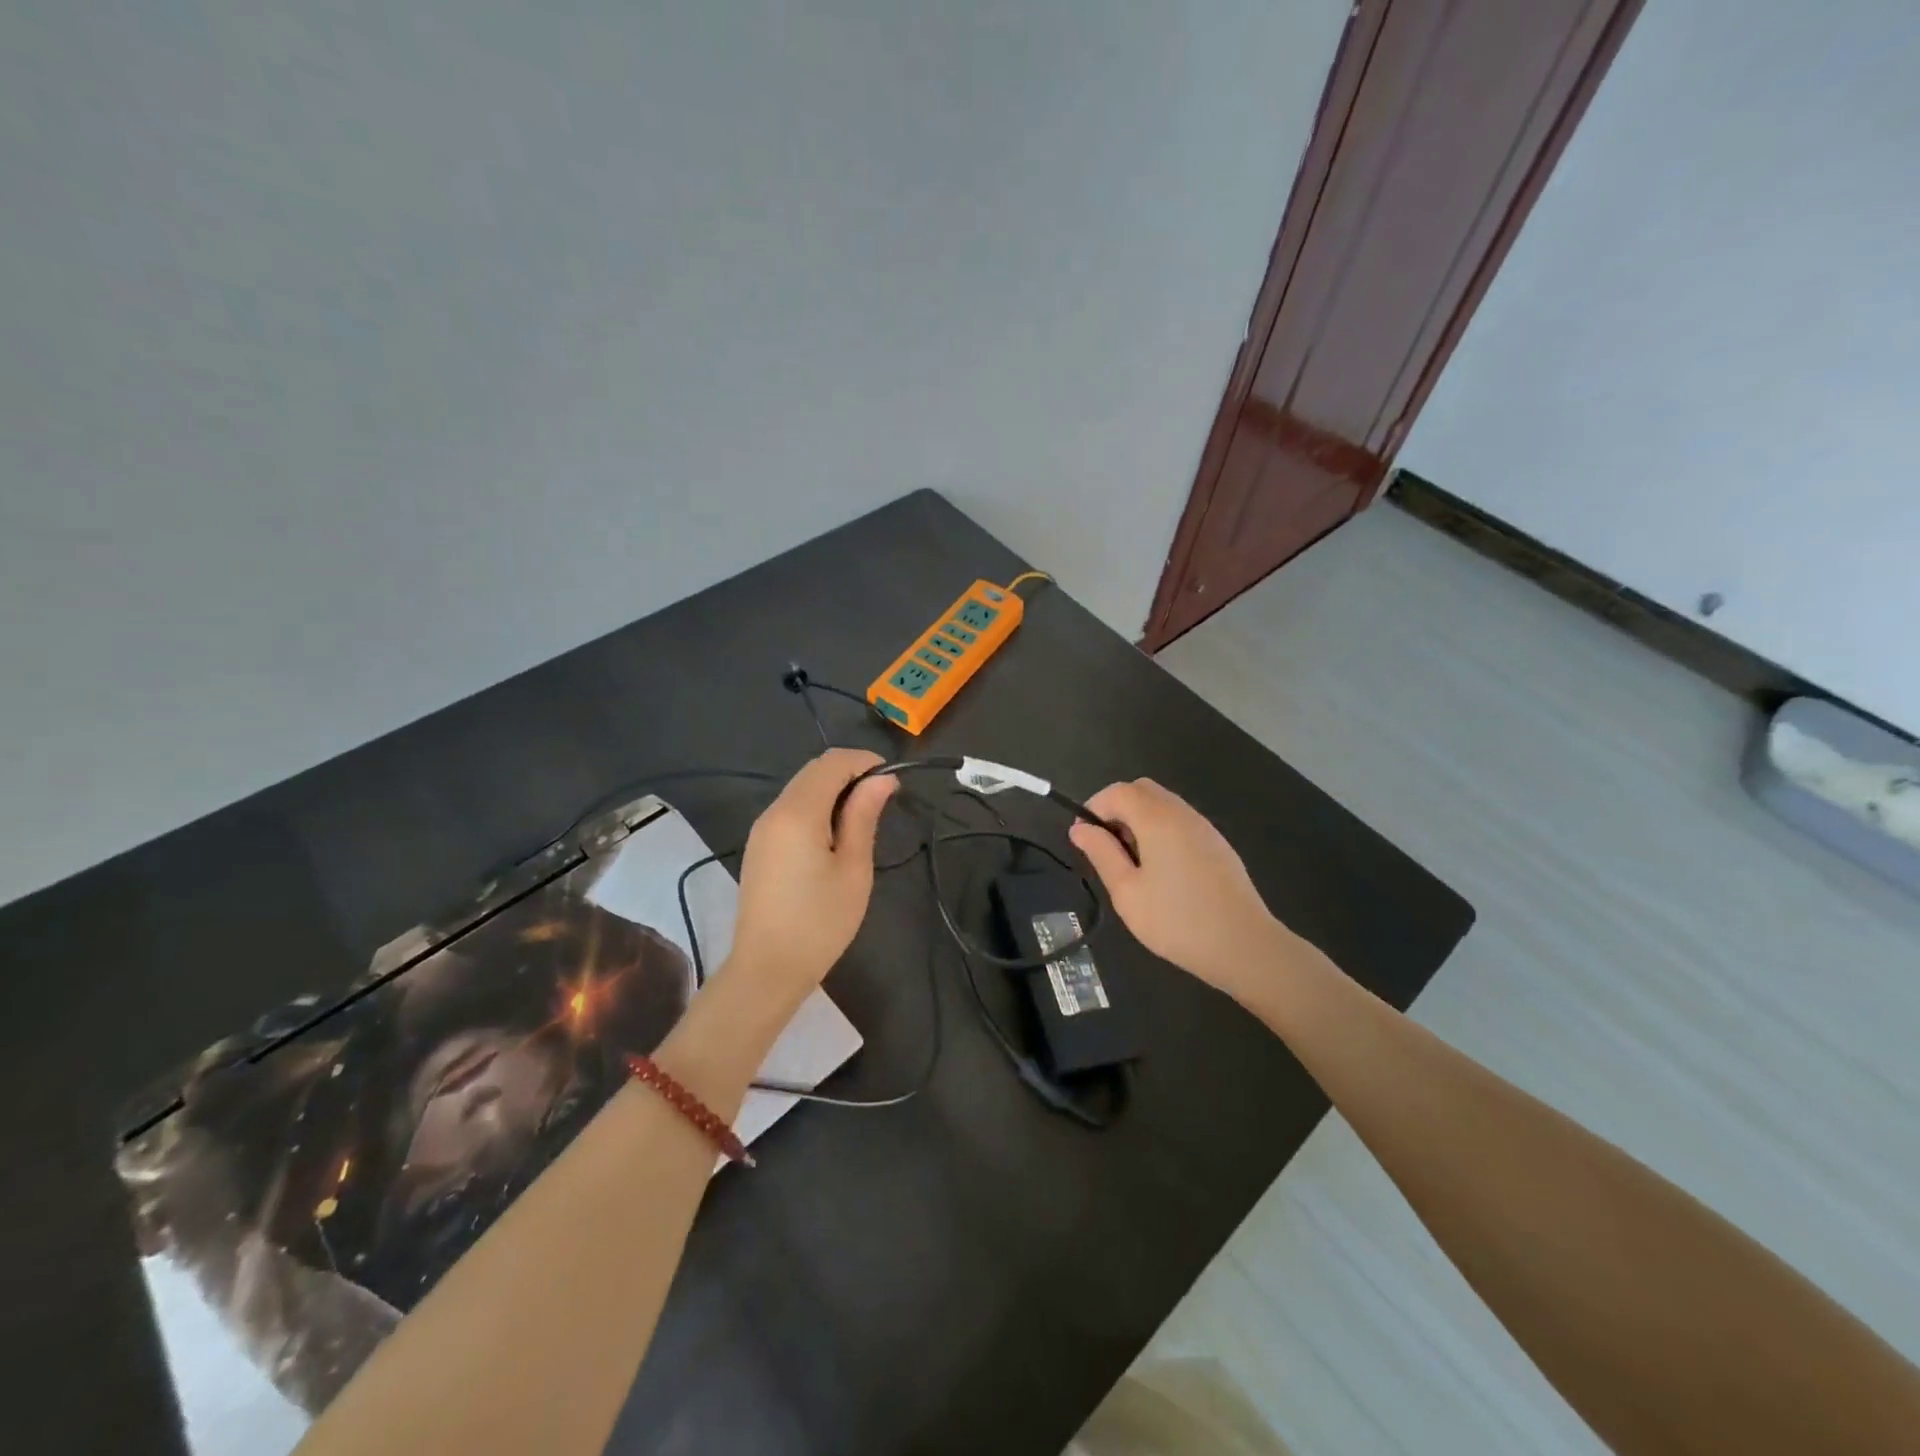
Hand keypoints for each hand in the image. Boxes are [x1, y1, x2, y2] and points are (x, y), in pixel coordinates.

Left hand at [725, 749, 896, 1002]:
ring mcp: (762, 828)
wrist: (767, 969)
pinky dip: (816, 806)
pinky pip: (790, 809)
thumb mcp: (853, 869)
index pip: (832, 762)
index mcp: (798, 813)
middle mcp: (774, 811)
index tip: (892, 781)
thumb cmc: (820, 922)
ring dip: (833, 790)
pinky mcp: (760, 846)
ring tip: (863, 818)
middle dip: (850, 773)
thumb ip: (864, 816)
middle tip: (882, 800)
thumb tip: (882, 779)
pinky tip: (835, 834)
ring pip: (801, 788)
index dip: (865, 762)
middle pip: (814, 770)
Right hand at [1068, 778, 1287, 999]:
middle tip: (1109, 850)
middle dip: (1117, 810)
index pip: (1117, 791)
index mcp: (1157, 818)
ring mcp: (1204, 826)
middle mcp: (1182, 812)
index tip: (1085, 841)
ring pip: (1162, 804)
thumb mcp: (1127, 892)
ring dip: (1139, 821)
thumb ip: (1101, 853)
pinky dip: (1161, 831)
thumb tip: (1079, 828)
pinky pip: (1180, 821)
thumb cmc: (1177, 920)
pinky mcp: (1217, 844)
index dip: (1093, 808)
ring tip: (1134, 865)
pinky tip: (1163, 872)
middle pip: (1141, 790)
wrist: (1245, 946)